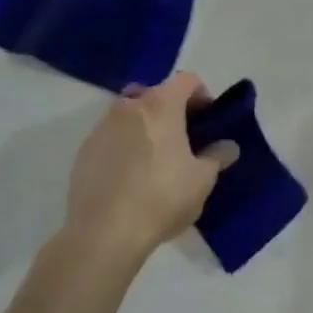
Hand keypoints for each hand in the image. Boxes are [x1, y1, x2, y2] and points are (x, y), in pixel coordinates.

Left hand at [66, 72, 237, 262]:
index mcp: (161, 105)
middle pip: (156, 94)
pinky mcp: (84, 151)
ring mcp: (102, 127)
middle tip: (184, 139)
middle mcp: (129, 106)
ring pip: (130, 115)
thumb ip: (217, 156)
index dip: (202, 95)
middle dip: (172, 110)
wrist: (104, 233)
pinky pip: (111, 137)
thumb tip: (228, 147)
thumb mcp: (202, 180)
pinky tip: (130, 177)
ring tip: (156, 159)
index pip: (187, 80)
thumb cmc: (162, 198)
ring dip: (146, 127)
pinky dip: (124, 146)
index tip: (208, 120)